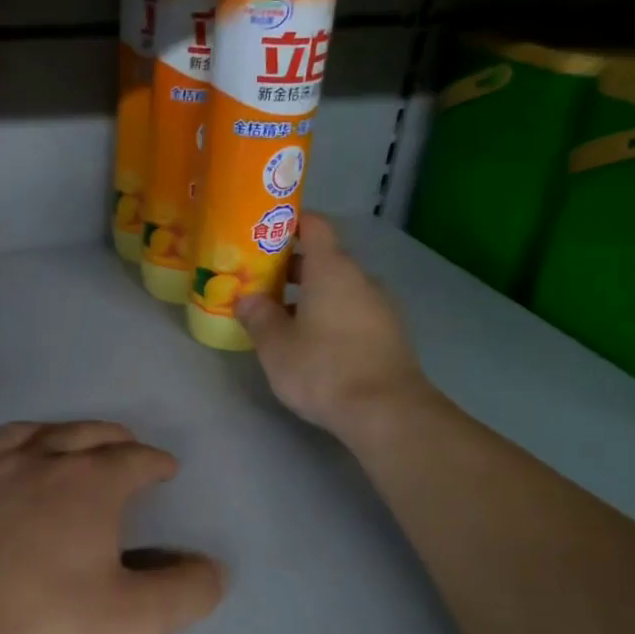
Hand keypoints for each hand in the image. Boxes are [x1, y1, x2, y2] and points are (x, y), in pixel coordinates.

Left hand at [0, 421, 224, 633]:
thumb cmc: (44, 626)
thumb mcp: (135, 622)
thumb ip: (186, 592)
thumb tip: (212, 568)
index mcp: (88, 483)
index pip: (134, 458)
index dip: (157, 462)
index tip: (167, 470)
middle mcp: (39, 462)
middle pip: (86, 433)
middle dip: (115, 439)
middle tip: (128, 449)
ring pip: (34, 432)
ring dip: (63, 432)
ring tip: (72, 444)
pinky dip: (13, 446)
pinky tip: (9, 463)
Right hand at [235, 214, 428, 440]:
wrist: (386, 410)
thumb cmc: (323, 369)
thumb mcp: (275, 345)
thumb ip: (258, 316)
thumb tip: (245, 298)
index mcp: (331, 269)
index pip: (314, 225)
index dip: (290, 222)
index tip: (264, 232)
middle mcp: (360, 278)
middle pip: (325, 258)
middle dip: (291, 267)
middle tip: (260, 282)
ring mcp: (380, 305)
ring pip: (339, 287)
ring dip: (310, 295)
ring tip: (281, 317)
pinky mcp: (389, 332)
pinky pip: (352, 310)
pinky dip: (330, 315)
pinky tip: (312, 342)